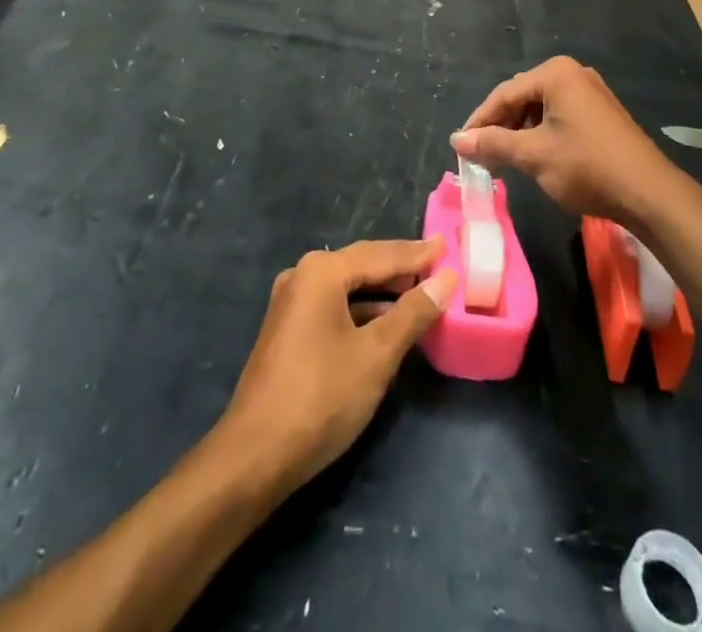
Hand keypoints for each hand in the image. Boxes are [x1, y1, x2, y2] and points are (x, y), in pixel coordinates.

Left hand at [218, 240, 454, 496]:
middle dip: (401, 268)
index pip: (381, 255)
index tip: (447, 245)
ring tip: (422, 293)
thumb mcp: (376, 355)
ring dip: (383, 292)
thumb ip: (412, 314)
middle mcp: (303, 276)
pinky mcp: (289, 330)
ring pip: (348, 288)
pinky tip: (387, 324)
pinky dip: (364, 311)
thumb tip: (445, 280)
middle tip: (439, 264)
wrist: (255, 456)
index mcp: (321, 272)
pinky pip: (335, 307)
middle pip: (362, 265)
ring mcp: (292, 303)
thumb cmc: (321, 397)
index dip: (417, 254)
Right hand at [452, 56, 676, 226]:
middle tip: (482, 155)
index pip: (503, 94)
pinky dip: (542, 134)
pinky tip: (536, 157)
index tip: (461, 147)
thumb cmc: (586, 166)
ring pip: (540, 108)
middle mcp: (572, 73)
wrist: (649, 193)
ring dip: (520, 132)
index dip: (479, 122)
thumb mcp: (533, 155)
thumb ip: (492, 144)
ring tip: (506, 159)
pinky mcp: (602, 113)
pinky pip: (560, 116)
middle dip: (500, 126)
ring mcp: (590, 92)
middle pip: (522, 97)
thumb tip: (456, 140)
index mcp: (554, 74)